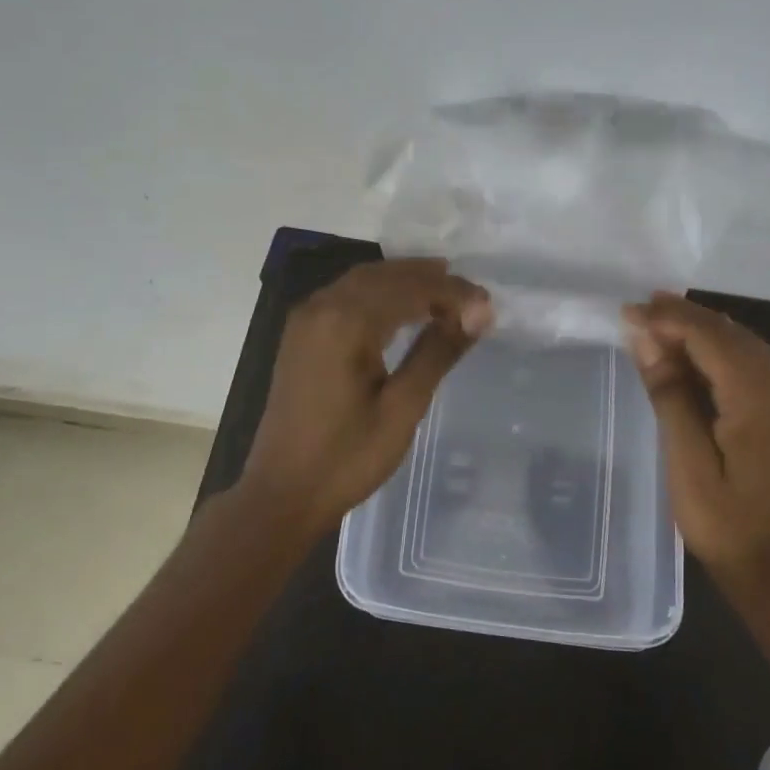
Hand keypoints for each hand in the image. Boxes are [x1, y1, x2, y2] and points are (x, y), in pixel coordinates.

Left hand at [242, 259, 490, 536]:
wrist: (281, 494)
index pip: (410, 289)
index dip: (453, 292)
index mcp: (345, 322)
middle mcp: (322, 307)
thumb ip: (437, 352)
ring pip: (363, 281)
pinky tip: (402, 308)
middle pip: (385, 275)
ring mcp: (306, 319)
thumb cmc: (346, 457)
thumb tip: (478, 313)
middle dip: (430, 278)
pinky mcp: (301, 334)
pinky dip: (379, 293)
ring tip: (446, 292)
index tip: (488, 305)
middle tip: (472, 294)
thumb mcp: (402, 407)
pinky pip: (346, 296)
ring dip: (405, 281)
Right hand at [623, 293, 769, 583]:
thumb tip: (645, 338)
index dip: (667, 319)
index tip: (627, 312)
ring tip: (658, 322)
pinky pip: (752, 363)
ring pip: (742, 343)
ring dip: (701, 330)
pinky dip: (718, 351)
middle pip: (729, 332)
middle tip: (639, 310)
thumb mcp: (686, 458)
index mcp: (758, 395)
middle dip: (683, 317)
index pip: (709, 336)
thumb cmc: (724, 520)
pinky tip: (692, 354)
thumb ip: (669, 392)